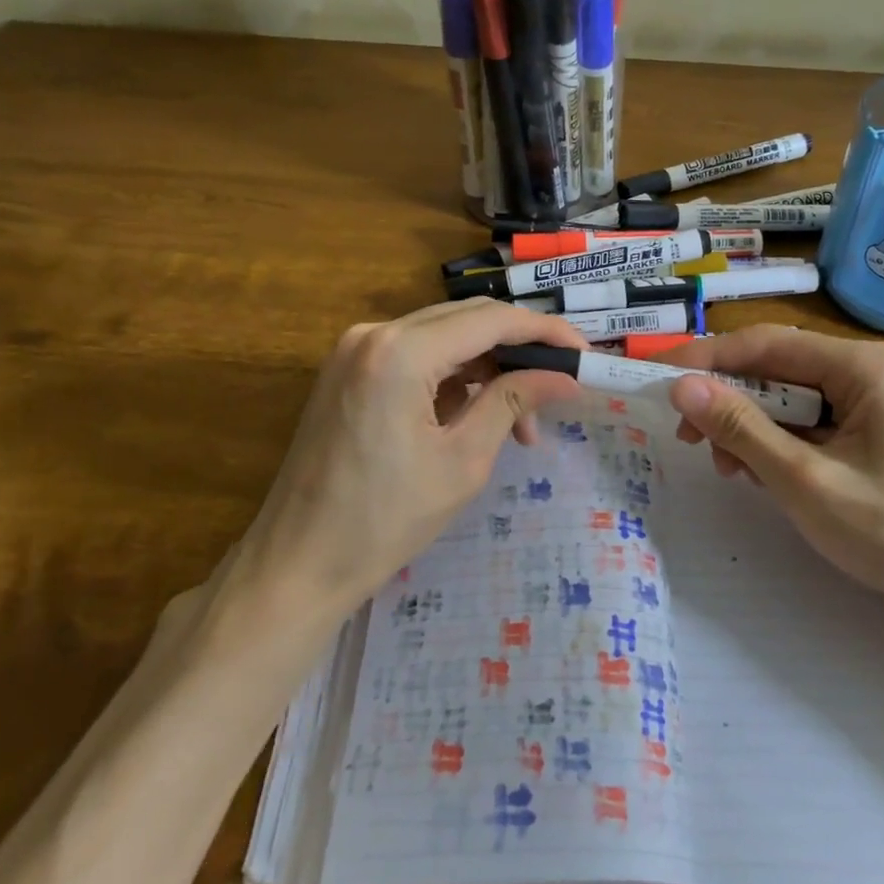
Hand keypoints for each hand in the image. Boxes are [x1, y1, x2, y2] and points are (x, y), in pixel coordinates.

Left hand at [231, 300, 585, 616]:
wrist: (297, 564)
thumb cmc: (384, 521)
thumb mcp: (463, 461)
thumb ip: (513, 402)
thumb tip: (566, 378)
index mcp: (400, 351)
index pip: (490, 320)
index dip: (545, 333)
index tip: (585, 356)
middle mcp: (373, 333)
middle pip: (466, 321)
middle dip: (518, 352)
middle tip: (559, 388)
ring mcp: (354, 350)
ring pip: (443, 338)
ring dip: (487, 370)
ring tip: (522, 424)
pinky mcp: (348, 372)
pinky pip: (416, 358)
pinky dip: (453, 380)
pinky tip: (477, 417)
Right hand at [661, 326, 883, 613]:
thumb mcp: (803, 480)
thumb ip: (740, 427)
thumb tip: (680, 387)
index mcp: (865, 366)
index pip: (769, 344)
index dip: (708, 358)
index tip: (659, 377)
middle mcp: (869, 371)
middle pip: (778, 367)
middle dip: (728, 400)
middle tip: (685, 434)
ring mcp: (872, 401)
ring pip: (788, 397)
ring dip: (748, 426)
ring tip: (725, 465)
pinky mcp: (868, 431)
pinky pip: (806, 422)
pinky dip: (774, 443)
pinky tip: (756, 472)